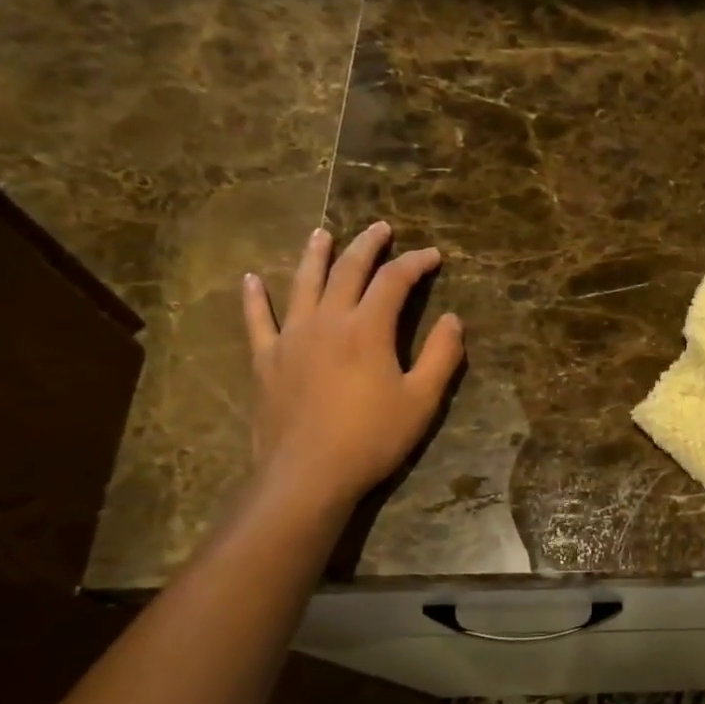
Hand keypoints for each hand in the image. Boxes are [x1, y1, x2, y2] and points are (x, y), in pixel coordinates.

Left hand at [242, 222, 462, 519]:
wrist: (308, 475)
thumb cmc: (372, 438)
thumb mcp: (422, 400)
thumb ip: (442, 356)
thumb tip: (452, 320)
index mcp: (367, 328)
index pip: (394, 281)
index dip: (416, 263)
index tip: (433, 255)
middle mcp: (327, 321)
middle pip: (347, 271)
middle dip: (367, 246)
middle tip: (381, 228)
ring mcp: (291, 338)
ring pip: (303, 284)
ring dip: (315, 255)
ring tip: (323, 234)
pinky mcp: (266, 360)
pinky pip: (257, 321)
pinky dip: (255, 298)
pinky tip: (251, 280)